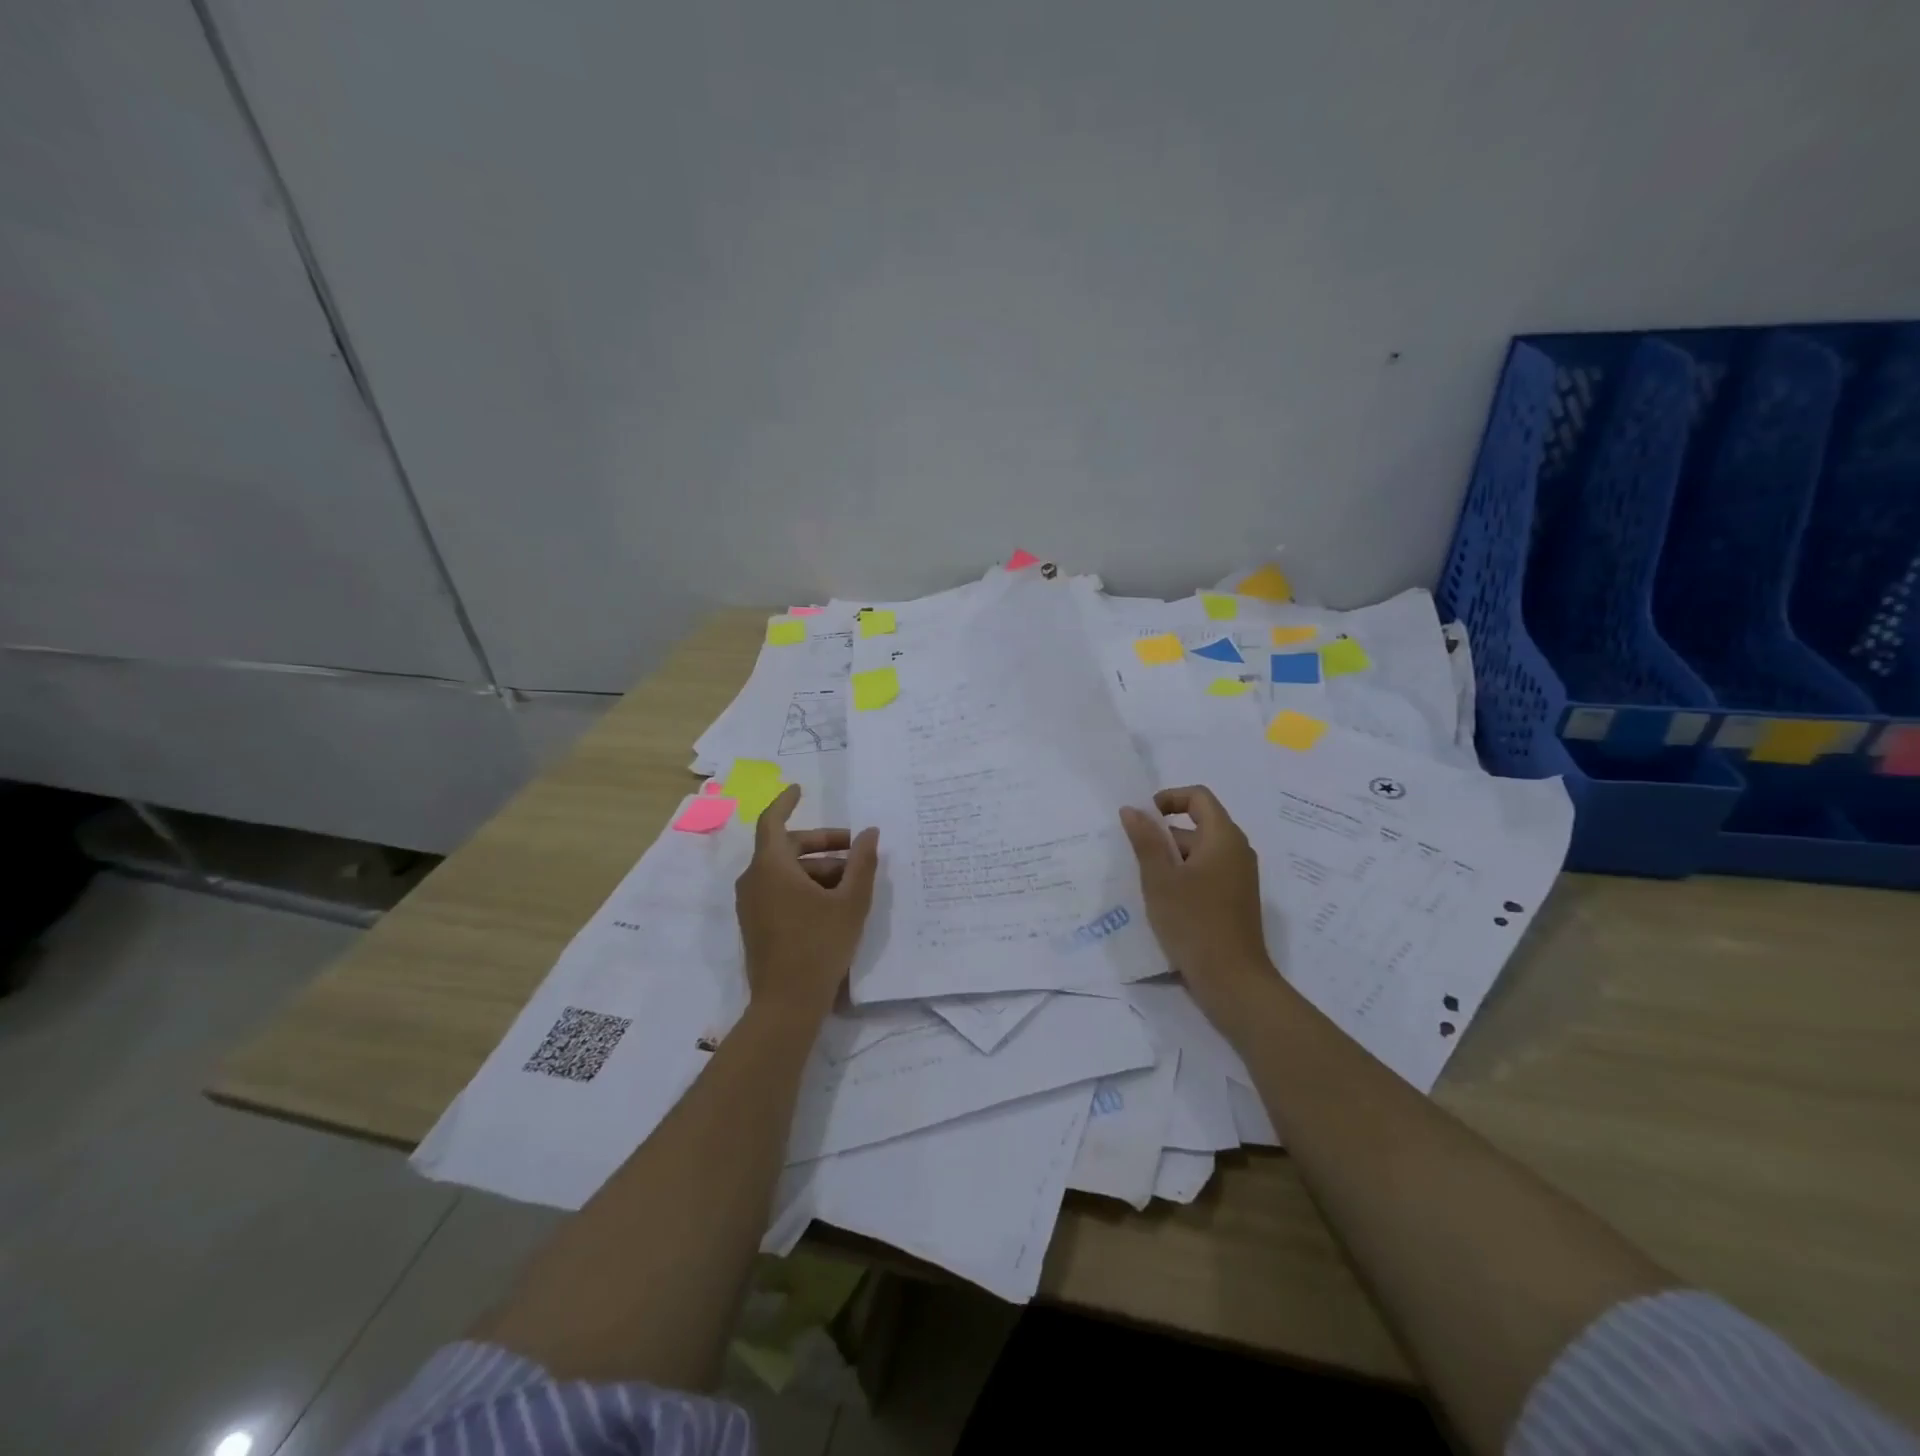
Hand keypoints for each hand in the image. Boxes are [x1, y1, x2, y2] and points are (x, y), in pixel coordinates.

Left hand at [735, 785, 879, 1021]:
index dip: (786, 802)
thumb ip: (862, 863)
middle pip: (786, 847)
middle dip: (822, 844)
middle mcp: (754, 880)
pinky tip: (833, 902)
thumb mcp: (850, 902)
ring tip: (852, 882)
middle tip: (855, 850)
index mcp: (771, 867)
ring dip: (817, 868)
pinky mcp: (756, 923)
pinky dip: (804, 886)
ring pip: (785, 871)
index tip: (800, 789)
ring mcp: (752, 904)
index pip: (773, 821)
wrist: (786, 1004)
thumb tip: (870, 833)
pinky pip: (779, 890)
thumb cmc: (819, 945)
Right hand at [1120, 785, 1277, 1024]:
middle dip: (1163, 836)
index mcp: (1224, 837)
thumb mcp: (1160, 879)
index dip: (1168, 799)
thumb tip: (1132, 809)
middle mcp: (1237, 852)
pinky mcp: (1234, 901)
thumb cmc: (1194, 922)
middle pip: (1197, 825)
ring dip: (1170, 861)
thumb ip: (1145, 840)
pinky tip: (1162, 903)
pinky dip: (1183, 879)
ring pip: (1198, 854)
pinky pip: (1206, 875)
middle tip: (1134, 859)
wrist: (1233, 981)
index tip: (1142, 820)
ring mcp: (1239, 878)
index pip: (1198, 797)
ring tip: (1144, 884)